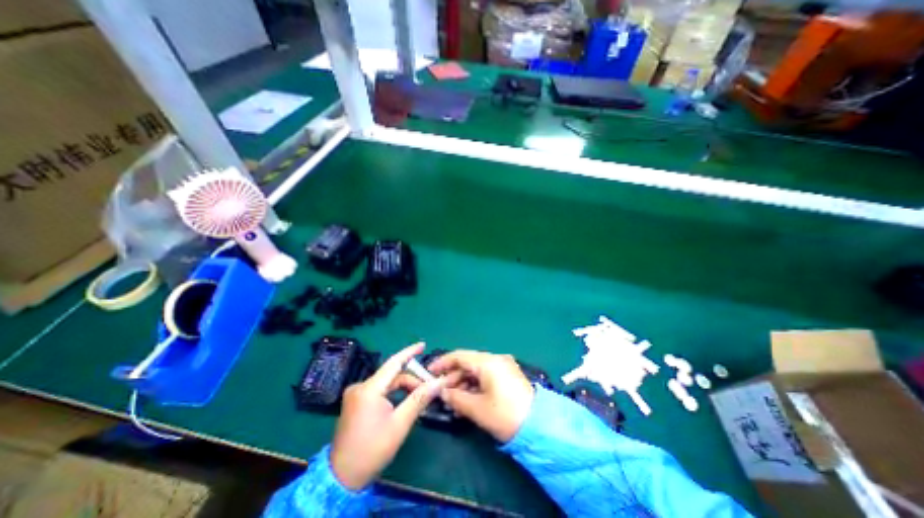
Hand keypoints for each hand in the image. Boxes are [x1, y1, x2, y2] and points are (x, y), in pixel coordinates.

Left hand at [331, 344, 445, 489]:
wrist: (341, 478)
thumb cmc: (372, 450)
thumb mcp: (400, 424)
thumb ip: (419, 399)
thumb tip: (438, 383)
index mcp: (369, 389)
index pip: (393, 363)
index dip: (409, 352)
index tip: (423, 344)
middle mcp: (360, 387)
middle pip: (392, 375)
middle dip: (411, 380)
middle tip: (429, 388)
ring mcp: (356, 394)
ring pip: (386, 383)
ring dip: (403, 387)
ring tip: (419, 397)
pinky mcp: (355, 402)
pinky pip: (379, 390)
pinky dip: (393, 393)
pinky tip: (404, 401)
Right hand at [428, 353, 533, 440]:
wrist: (539, 427)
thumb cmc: (505, 415)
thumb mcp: (477, 408)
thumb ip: (456, 397)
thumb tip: (443, 392)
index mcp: (487, 362)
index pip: (459, 356)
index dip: (443, 363)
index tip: (429, 371)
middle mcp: (496, 359)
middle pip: (468, 363)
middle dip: (453, 377)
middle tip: (441, 393)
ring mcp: (503, 366)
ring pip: (477, 370)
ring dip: (463, 383)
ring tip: (453, 401)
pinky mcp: (508, 376)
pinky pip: (486, 376)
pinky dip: (475, 385)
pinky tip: (467, 400)